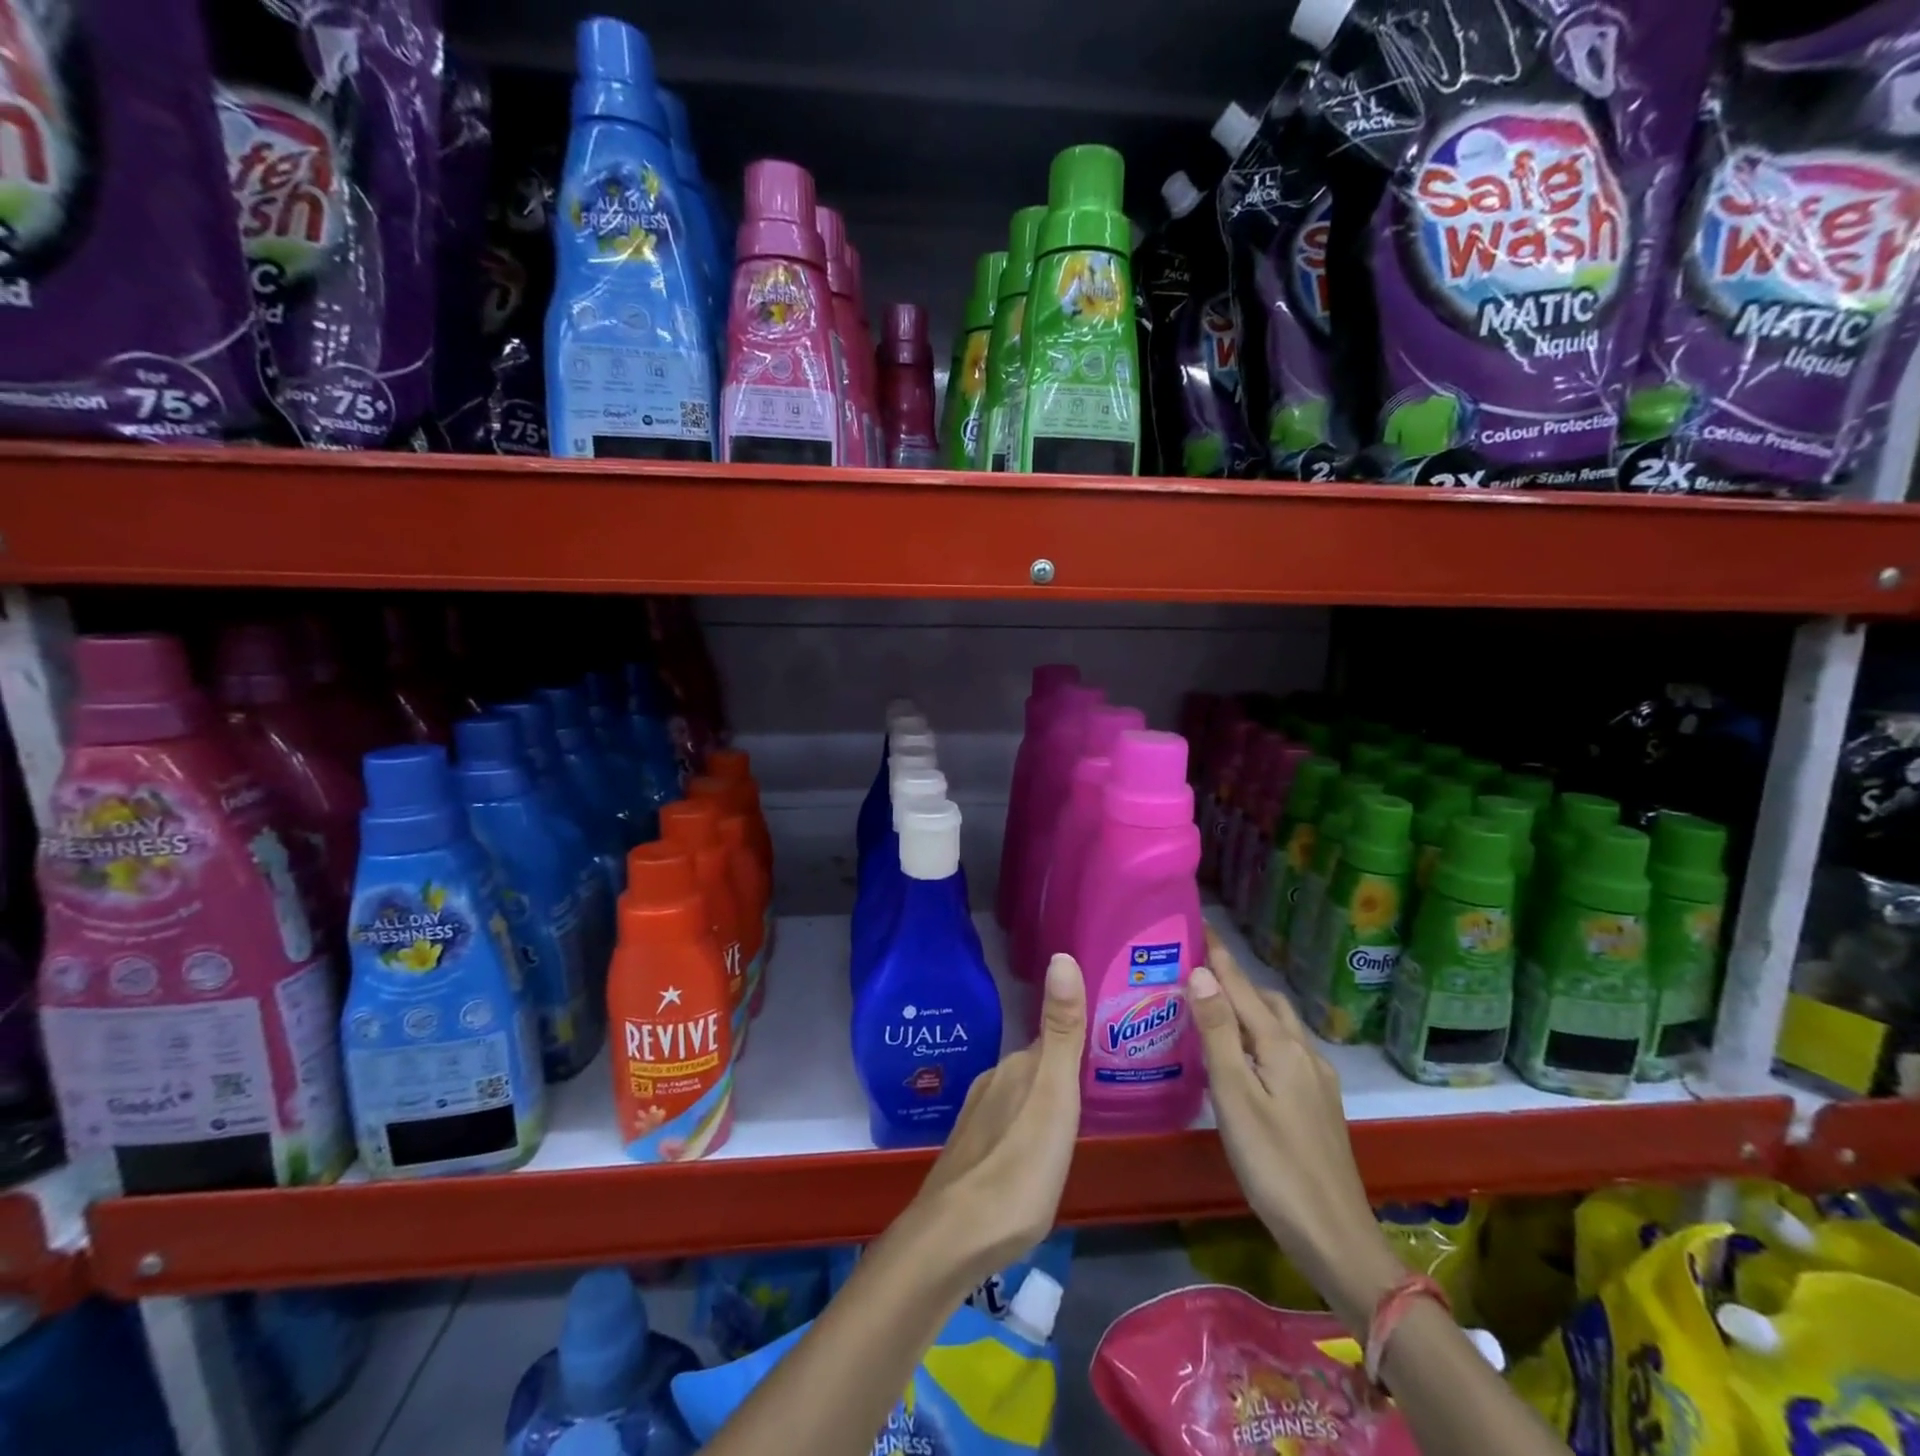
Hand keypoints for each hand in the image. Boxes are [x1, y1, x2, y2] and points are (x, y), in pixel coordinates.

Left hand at [911, 952, 1086, 1284]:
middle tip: (1100, 1082)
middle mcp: (993, 1084)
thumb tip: (1062, 955)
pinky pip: (1008, 1125)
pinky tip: (1037, 1152)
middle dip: (1062, 1070)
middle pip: (1035, 1067)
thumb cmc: (1018, 1167)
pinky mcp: (971, 1155)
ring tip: (1075, 1117)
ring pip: (1019, 1096)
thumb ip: (1060, 1033)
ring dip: (1043, 1100)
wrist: (955, 1238)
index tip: (1106, 1040)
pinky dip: (1027, 1128)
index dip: (1076, 1039)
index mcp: (1016, 1068)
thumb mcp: (1053, 1097)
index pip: (1051, 1041)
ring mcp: (977, 1120)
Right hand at [1190, 928, 1401, 1329]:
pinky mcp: (1319, 1103)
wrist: (1336, 1238)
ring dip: (1250, 1007)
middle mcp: (1304, 1053)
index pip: (1243, 987)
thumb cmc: (1275, 1166)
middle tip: (1197, 970)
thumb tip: (1200, 973)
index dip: (1219, 956)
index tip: (1198, 924)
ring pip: (1280, 1026)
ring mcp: (1317, 1079)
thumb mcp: (1235, 1098)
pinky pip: (1286, 1049)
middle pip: (1266, 1002)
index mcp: (1281, 1047)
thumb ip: (1218, 1034)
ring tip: (1215, 1007)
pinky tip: (1247, 1056)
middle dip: (1235, 979)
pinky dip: (1261, 1035)